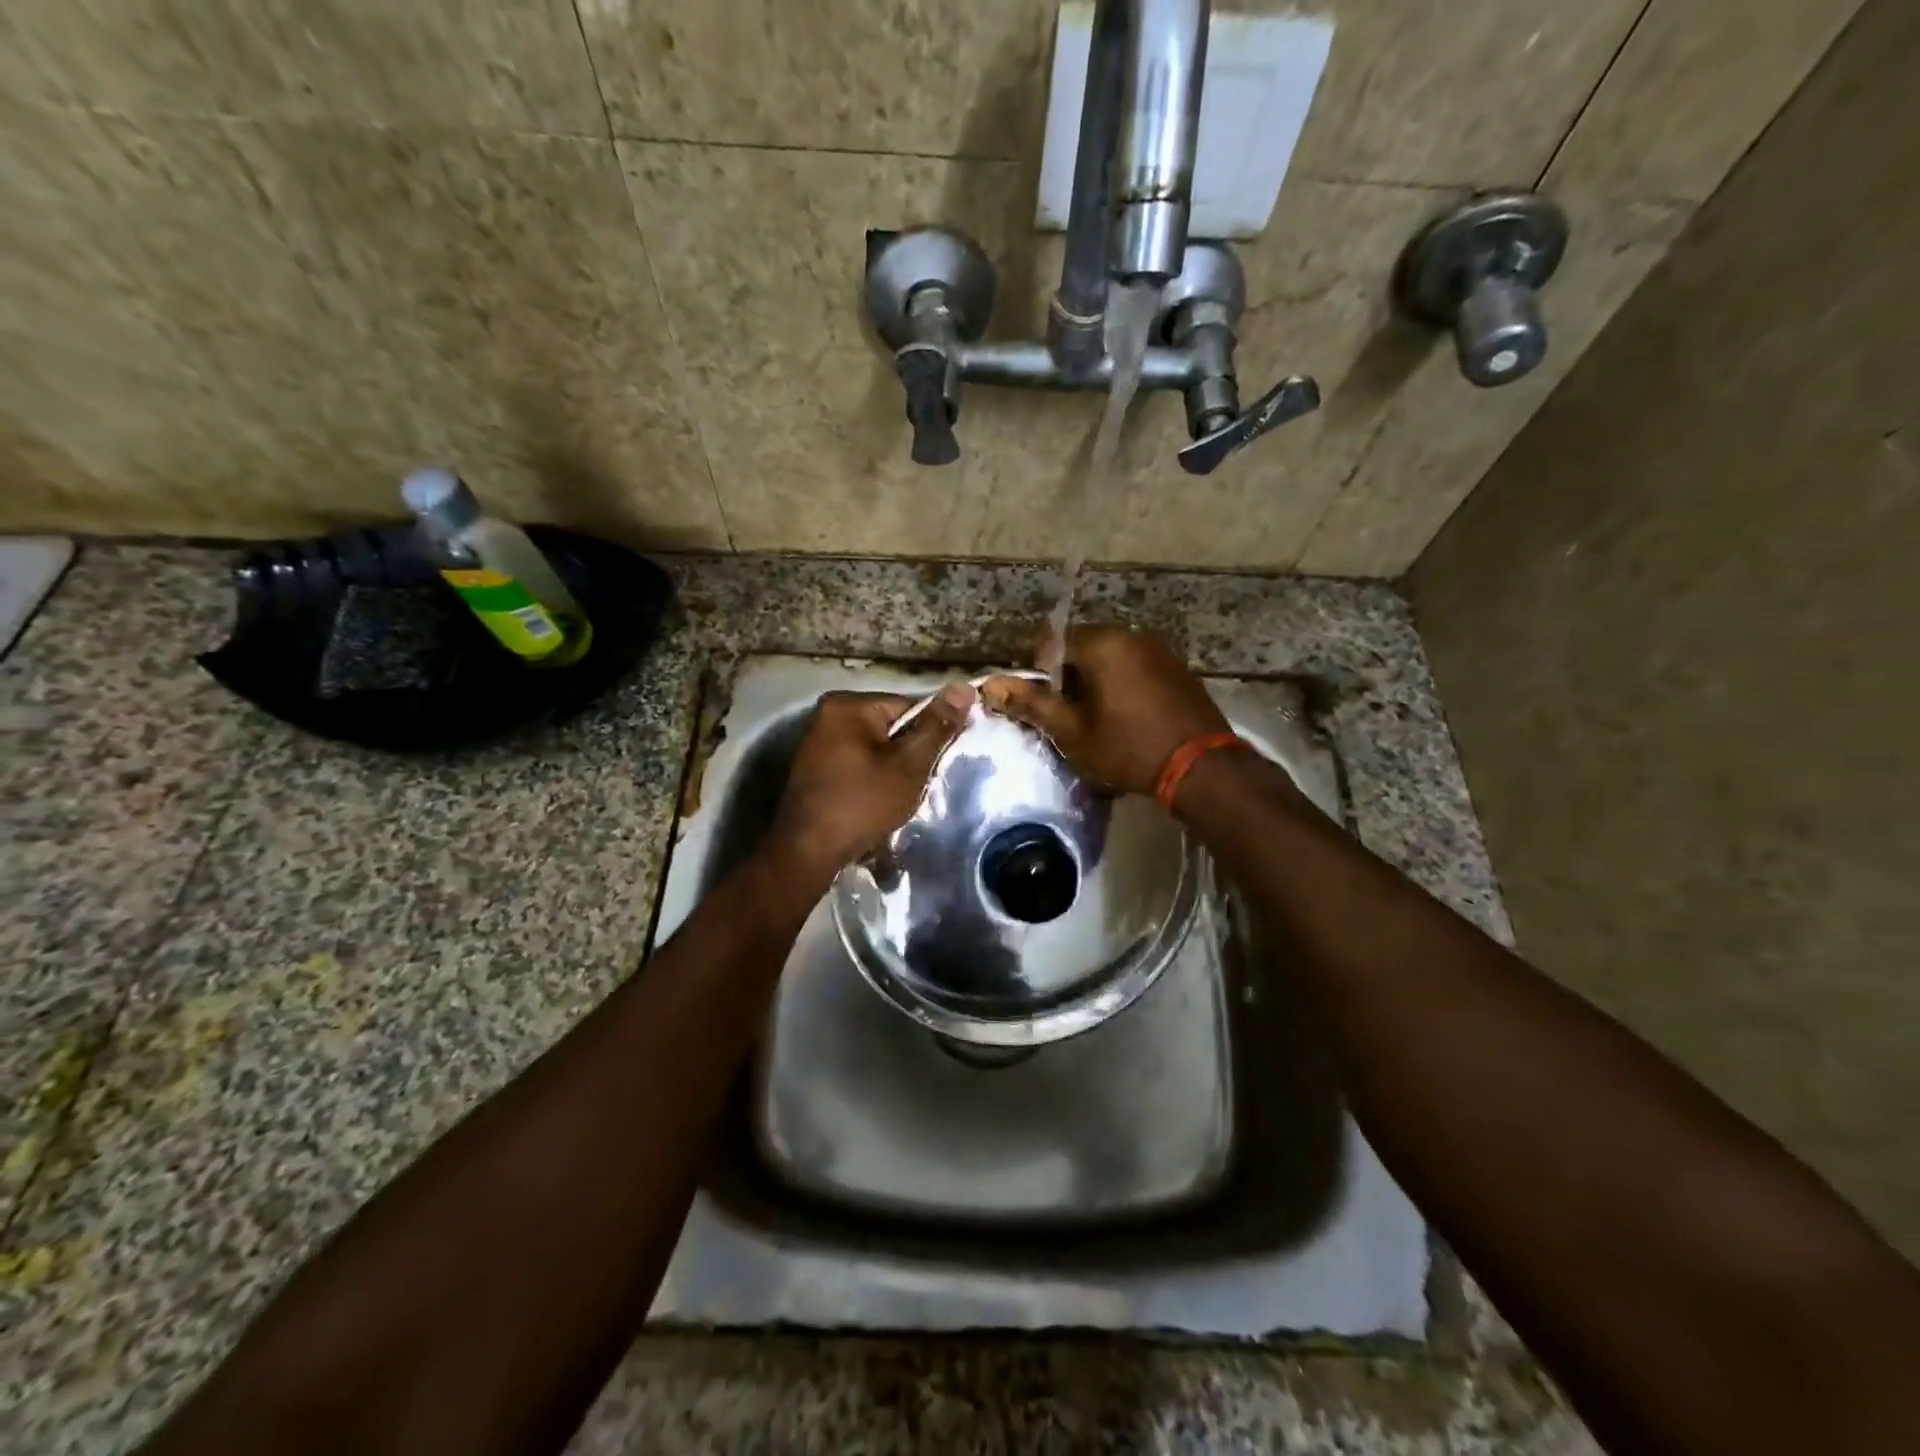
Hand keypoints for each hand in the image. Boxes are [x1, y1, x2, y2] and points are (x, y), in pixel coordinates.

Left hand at [768, 683, 974, 876]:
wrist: (808, 852)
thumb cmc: (862, 803)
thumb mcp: (909, 765)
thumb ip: (937, 726)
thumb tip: (964, 687)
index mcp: (848, 705)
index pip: (908, 706)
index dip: (930, 733)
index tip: (938, 762)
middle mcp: (827, 714)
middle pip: (890, 726)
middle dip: (909, 753)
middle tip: (918, 783)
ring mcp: (817, 741)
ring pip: (875, 747)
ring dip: (892, 769)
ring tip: (898, 796)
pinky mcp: (814, 767)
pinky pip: (856, 762)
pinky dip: (871, 778)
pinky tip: (876, 801)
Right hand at [979, 626, 1227, 796]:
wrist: (1201, 768)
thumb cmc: (1128, 748)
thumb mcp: (1072, 731)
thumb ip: (1031, 704)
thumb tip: (990, 685)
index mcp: (1102, 643)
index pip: (1051, 641)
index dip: (1037, 671)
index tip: (1040, 704)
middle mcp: (1131, 635)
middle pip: (1082, 646)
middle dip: (1067, 677)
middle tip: (1065, 716)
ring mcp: (1159, 649)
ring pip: (1110, 657)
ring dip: (1095, 681)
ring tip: (1094, 719)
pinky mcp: (1178, 668)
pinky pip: (1135, 667)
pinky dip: (1121, 684)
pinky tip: (1125, 717)